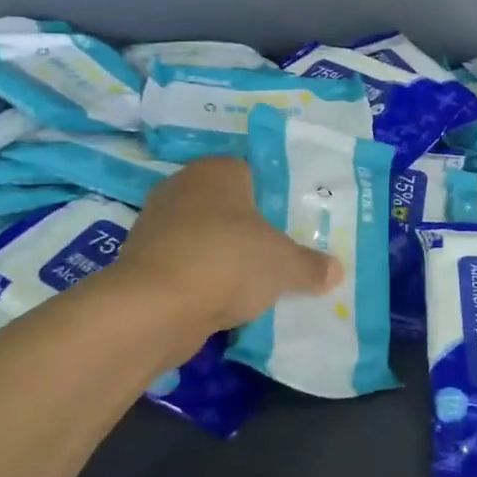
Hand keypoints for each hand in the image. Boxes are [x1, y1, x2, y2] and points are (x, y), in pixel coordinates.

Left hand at [114, 158, 342, 343]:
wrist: (154, 307)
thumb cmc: (228, 261)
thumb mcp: (284, 265)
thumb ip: (310, 265)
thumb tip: (335, 271)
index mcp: (219, 169)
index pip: (254, 172)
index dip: (275, 198)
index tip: (293, 224)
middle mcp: (184, 184)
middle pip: (228, 204)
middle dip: (249, 227)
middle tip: (278, 252)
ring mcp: (157, 221)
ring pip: (204, 234)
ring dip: (222, 254)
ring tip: (252, 281)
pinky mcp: (141, 257)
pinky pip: (184, 262)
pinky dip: (200, 277)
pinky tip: (220, 299)